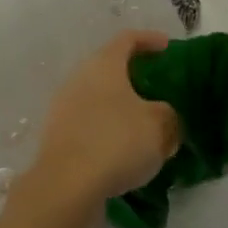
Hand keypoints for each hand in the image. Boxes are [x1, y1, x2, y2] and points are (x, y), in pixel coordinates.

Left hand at [26, 32, 180, 206]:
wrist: (65, 188)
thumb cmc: (116, 142)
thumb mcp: (159, 126)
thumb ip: (169, 116)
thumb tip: (166, 118)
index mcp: (104, 64)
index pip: (128, 38)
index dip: (150, 39)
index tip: (167, 46)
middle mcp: (80, 78)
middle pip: (109, 67)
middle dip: (133, 75)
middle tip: (156, 86)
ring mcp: (64, 107)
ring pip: (98, 97)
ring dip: (119, 106)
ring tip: (142, 123)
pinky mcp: (57, 137)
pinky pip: (88, 123)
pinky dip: (106, 129)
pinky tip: (122, 150)